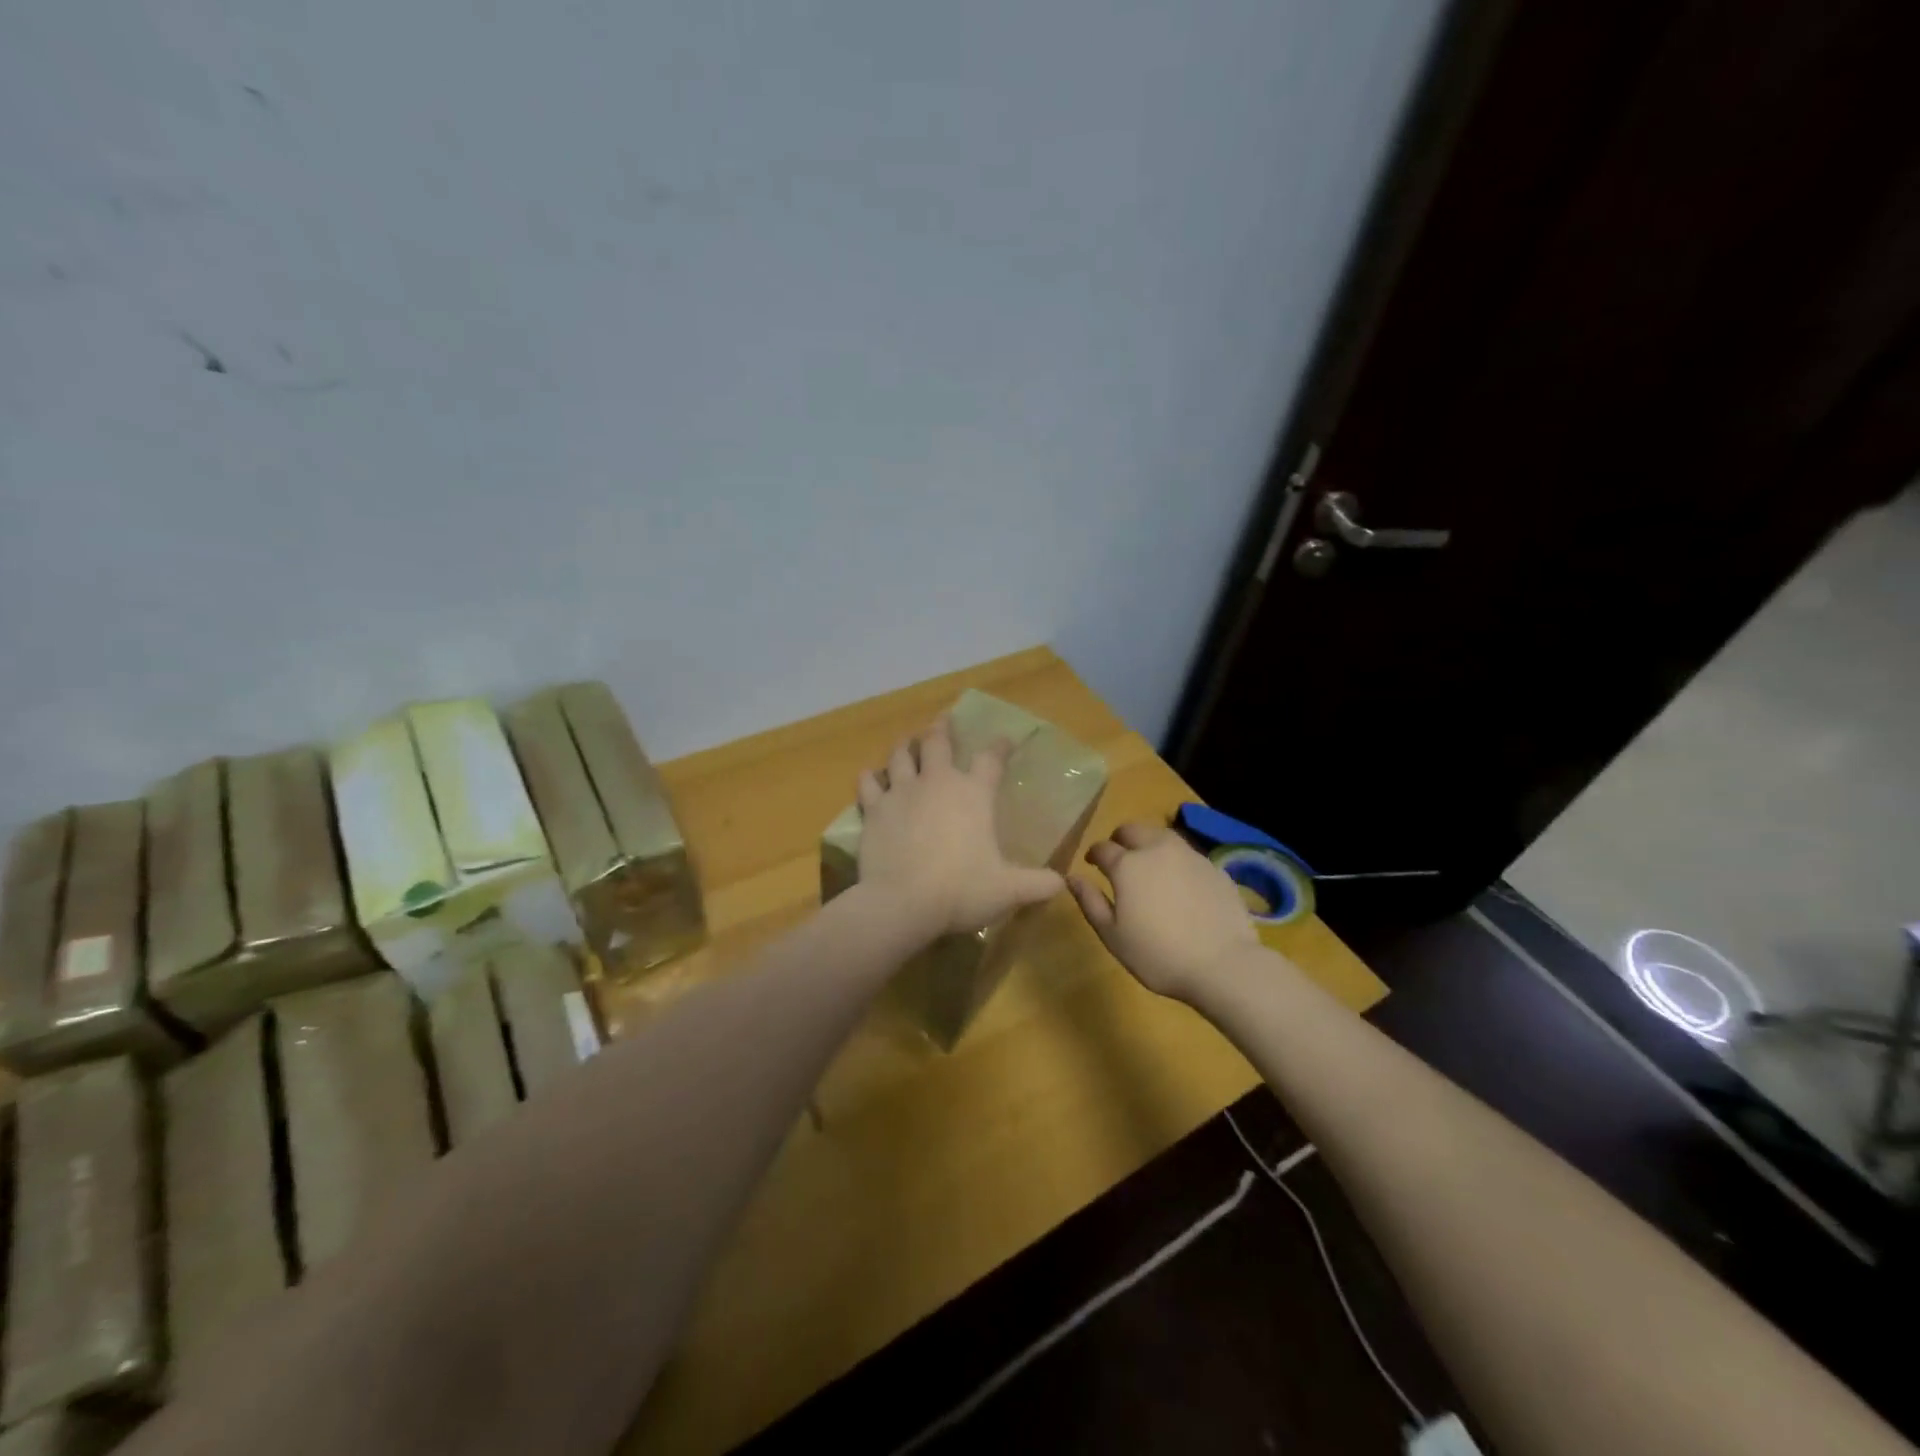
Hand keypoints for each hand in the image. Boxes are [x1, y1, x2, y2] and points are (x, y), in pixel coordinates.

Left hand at [856, 717, 1064, 938]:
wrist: (902, 902)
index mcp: (974, 794)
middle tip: (943, 721)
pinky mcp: (874, 809)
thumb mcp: (1008, 890)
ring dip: (906, 745)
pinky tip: (871, 776)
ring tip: (908, 741)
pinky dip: (871, 777)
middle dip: (942, 728)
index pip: (991, 759)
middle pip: (937, 742)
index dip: (1000, 746)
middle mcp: (937, 783)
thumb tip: (1061, 884)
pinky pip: (869, 783)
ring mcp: (902, 792)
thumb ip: (1037, 884)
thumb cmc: (961, 890)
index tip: (1005, 739)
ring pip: (901, 755)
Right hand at [1068, 822, 1256, 999]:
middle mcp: (1157, 849)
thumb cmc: (1158, 955)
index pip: (1102, 848)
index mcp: (1127, 865)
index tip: (1092, 864)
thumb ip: (1090, 902)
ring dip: (1149, 843)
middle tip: (1118, 859)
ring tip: (1149, 865)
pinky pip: (1187, 854)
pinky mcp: (1214, 867)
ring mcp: (1189, 855)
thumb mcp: (1112, 935)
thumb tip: (1072, 877)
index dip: (1094, 854)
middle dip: (1120, 840)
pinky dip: (1175, 860)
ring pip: (1162, 835)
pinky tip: (1179, 882)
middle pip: (1132, 830)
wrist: (1223, 964)